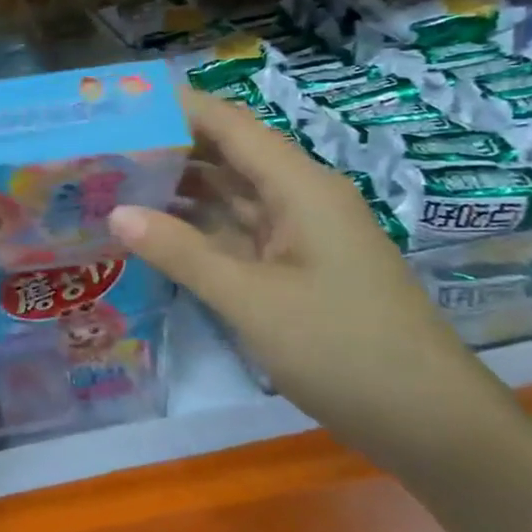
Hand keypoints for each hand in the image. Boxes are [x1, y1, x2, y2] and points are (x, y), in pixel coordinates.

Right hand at [108, 91, 522, 476]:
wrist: (433, 426)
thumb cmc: (345, 350)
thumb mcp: (252, 300)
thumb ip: (181, 252)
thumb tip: (115, 212)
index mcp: (300, 187)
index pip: (229, 124)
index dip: (175, 108)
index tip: (115, 105)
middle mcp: (298, 198)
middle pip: (226, 154)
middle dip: (166, 146)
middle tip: (98, 147)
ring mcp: (297, 234)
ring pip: (228, 194)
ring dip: (176, 187)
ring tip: (111, 182)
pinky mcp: (292, 267)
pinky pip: (235, 231)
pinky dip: (194, 227)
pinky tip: (151, 231)